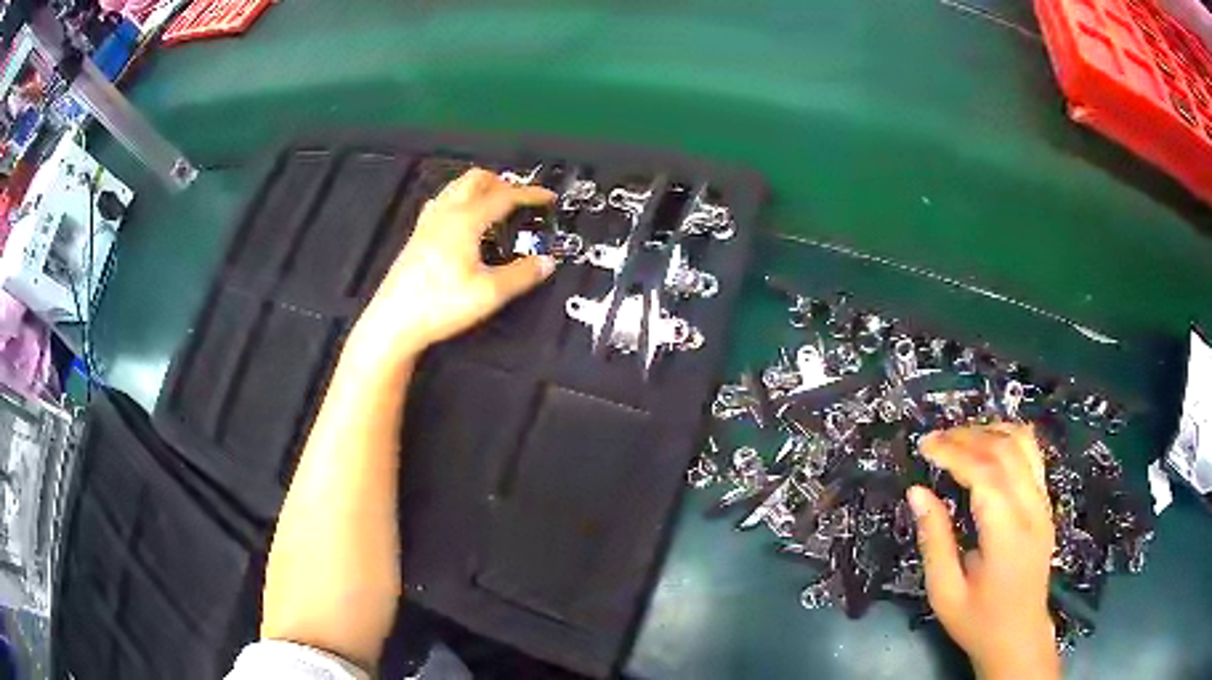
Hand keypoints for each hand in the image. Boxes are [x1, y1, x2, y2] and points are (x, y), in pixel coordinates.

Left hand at [350, 168, 556, 366]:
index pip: (504, 196)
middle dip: (503, 182)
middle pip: (476, 179)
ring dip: (480, 189)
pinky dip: (461, 201)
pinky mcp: (417, 237)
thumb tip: (546, 262)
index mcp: (465, 220)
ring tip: (496, 206)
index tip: (549, 197)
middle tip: (521, 199)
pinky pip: (442, 203)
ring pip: (456, 187)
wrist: (394, 322)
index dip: (530, 194)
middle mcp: (445, 213)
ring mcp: (427, 223)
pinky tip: (464, 222)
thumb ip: (522, 275)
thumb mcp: (490, 294)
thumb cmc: (440, 305)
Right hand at [910, 424, 1059, 679]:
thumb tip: (917, 492)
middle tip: (934, 440)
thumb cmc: (978, 622)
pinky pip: (1031, 455)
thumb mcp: (945, 592)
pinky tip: (987, 446)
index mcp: (1007, 534)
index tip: (924, 446)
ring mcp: (1043, 503)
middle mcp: (1032, 509)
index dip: (953, 452)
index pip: (985, 474)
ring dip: (989, 431)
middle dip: (967, 436)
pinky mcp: (1045, 503)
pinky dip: (1008, 439)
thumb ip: (934, 540)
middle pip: (1005, 450)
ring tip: (958, 438)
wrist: (1019, 636)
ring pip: (1023, 444)